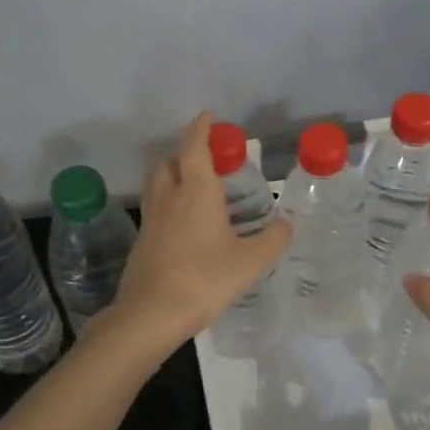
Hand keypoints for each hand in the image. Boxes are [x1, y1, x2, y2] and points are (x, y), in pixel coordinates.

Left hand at [107, 111, 291, 354]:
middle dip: (184, 152)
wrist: (151, 313)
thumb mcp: (250, 262)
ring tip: (193, 186)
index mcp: (197, 192)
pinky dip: (167, 202)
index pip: (195, 147)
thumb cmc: (204, 279)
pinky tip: (182, 223)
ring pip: (157, 183)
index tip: (209, 116)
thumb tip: (287, 225)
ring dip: (171, 174)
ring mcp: (151, 219)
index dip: (201, 128)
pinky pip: (154, 208)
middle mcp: (170, 197)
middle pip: (169, 161)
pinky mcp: (142, 240)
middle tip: (206, 159)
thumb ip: (272, 240)